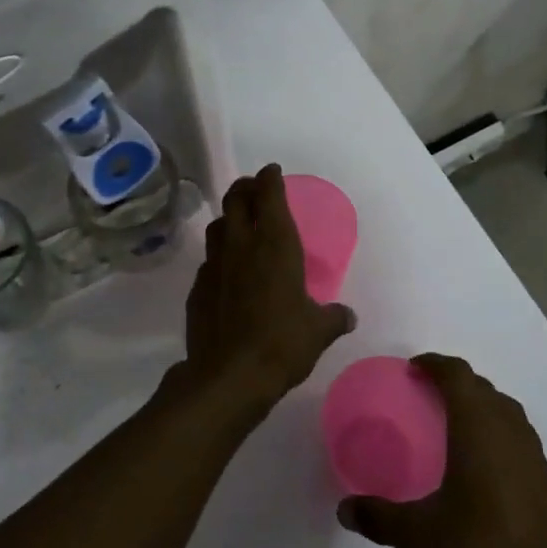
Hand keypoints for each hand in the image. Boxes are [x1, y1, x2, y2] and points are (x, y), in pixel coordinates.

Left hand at [182, 165, 354, 412]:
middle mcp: (242, 245)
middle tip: (254, 187)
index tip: (273, 171)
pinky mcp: (198, 288)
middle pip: (236, 199)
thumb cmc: (282, 343)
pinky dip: (219, 254)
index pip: (269, 194)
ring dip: (229, 217)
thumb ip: (334, 317)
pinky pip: (209, 260)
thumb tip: (348, 316)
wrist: (229, 376)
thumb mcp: (319, 331)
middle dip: (245, 187)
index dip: (270, 178)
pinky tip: (227, 269)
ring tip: (239, 222)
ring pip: (217, 225)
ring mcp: (215, 265)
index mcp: (275, 244)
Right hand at [337, 354, 546, 547]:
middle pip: (483, 388)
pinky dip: (498, 432)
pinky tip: (483, 464)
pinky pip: (519, 437)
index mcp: (478, 430)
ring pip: (506, 410)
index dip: (435, 364)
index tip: (413, 369)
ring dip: (480, 405)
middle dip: (455, 382)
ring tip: (453, 423)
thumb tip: (344, 509)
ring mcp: (534, 456)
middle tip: (426, 394)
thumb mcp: (419, 536)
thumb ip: (379, 517)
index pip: (458, 375)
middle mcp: (509, 432)